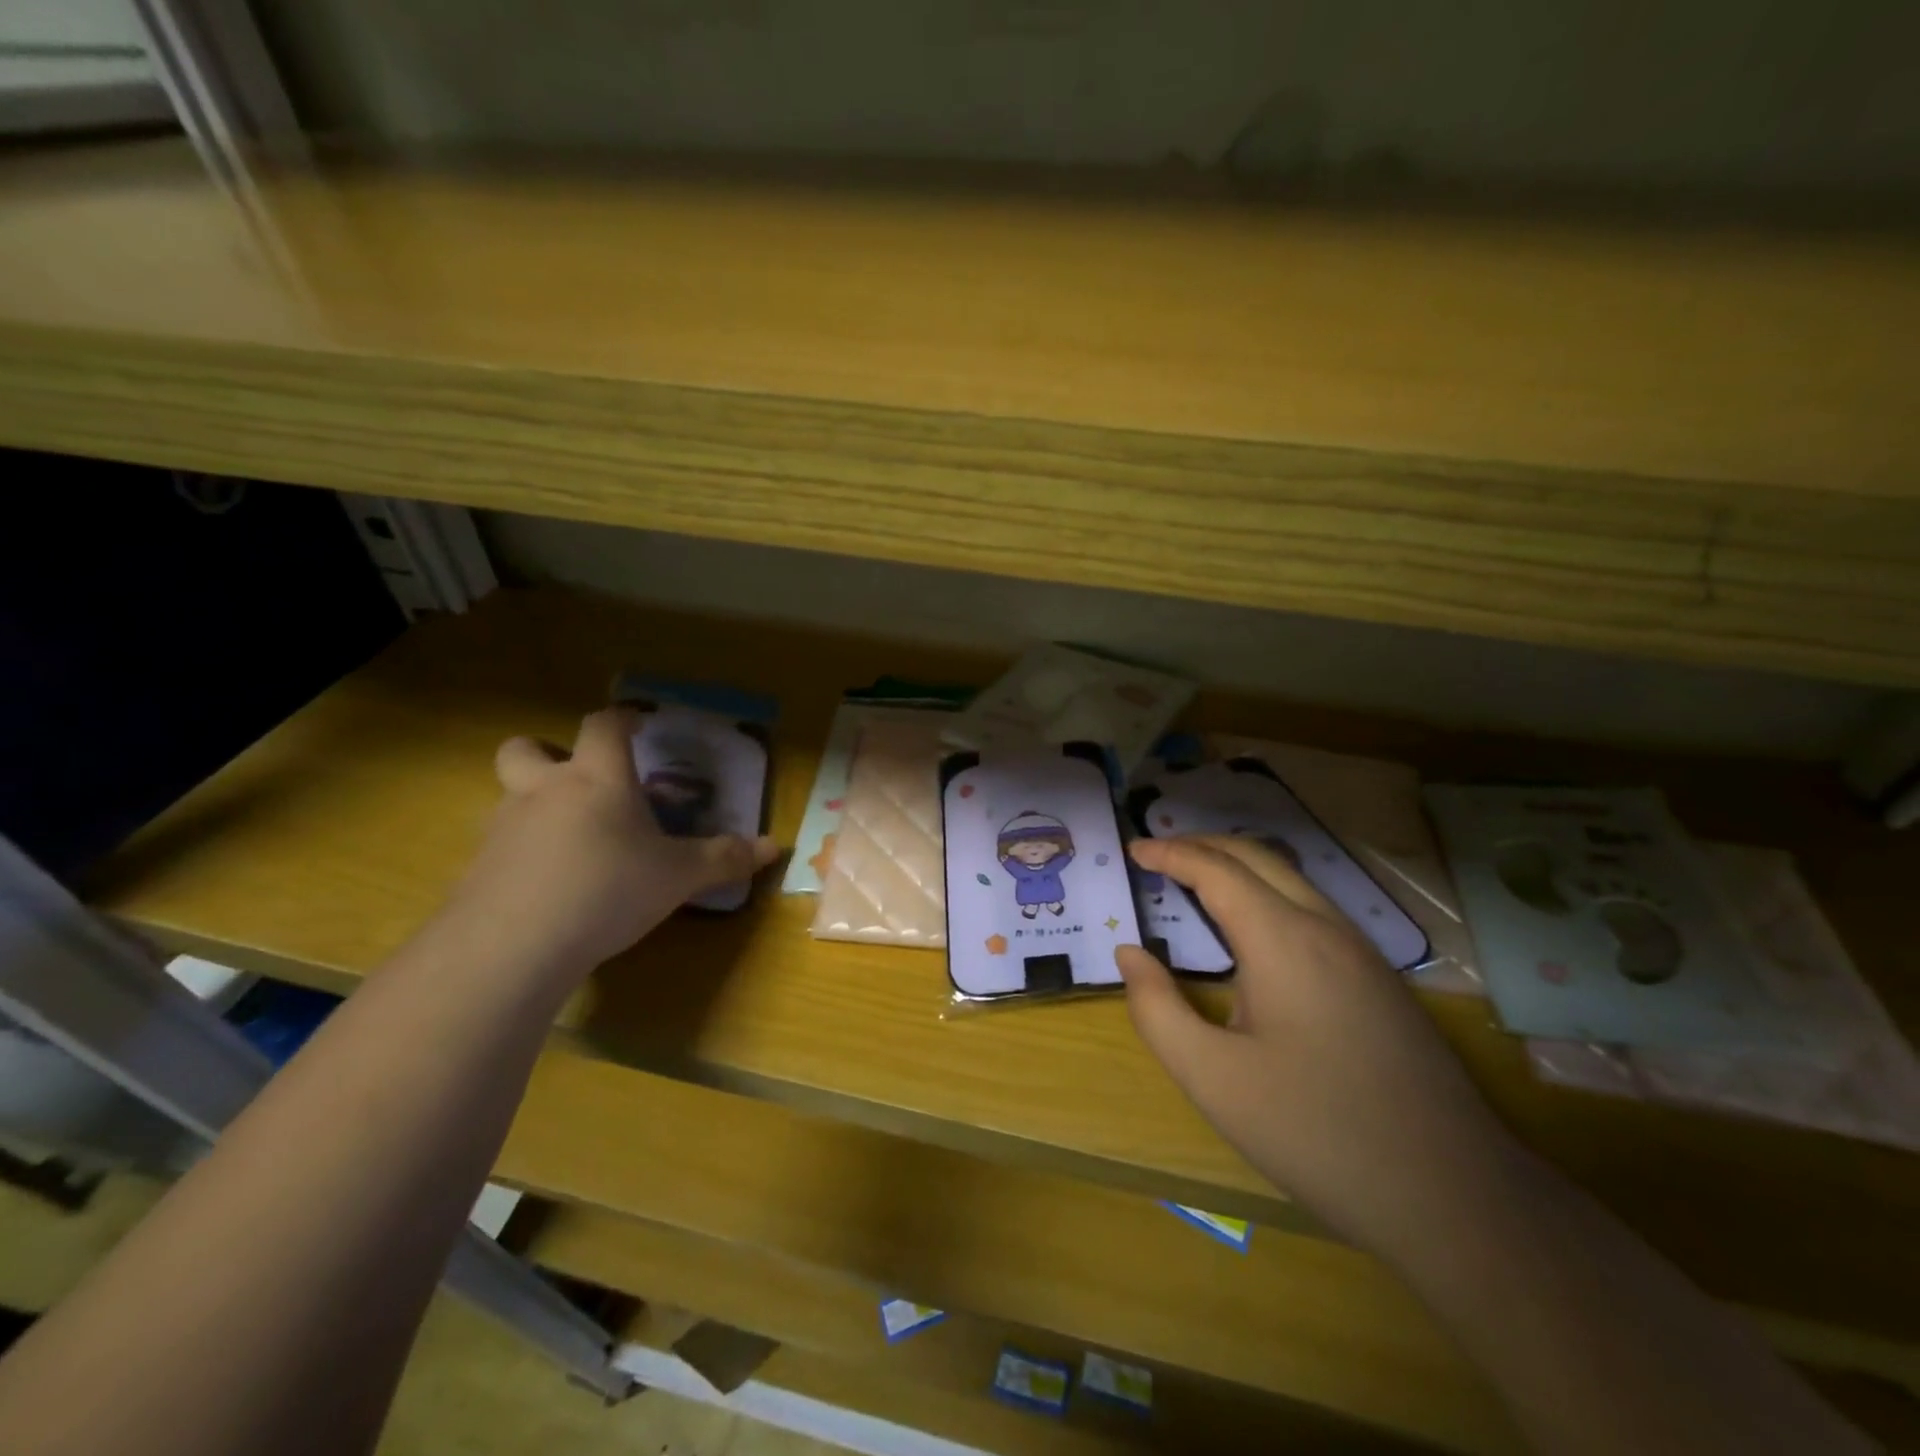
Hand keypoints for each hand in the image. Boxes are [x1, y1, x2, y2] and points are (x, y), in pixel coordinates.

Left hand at [444, 707, 778, 986]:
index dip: (621, 718)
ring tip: (569, 839)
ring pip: (509, 796)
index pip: (603, 725)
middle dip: (547, 752)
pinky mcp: (477, 868)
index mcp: (597, 779)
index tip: (637, 724)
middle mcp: (544, 791)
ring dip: (533, 804)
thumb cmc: (608, 890)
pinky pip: (500, 844)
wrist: (513, 946)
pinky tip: (546, 885)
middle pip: (526, 749)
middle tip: (577, 778)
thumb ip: (724, 858)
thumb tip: (775, 847)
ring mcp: (503, 828)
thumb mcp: (678, 876)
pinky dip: (521, 852)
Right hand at [1116, 835, 1521, 1260]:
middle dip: (1203, 845)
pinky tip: (1255, 933)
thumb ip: (1157, 1009)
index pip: (1216, 869)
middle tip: (1159, 853)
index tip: (1134, 850)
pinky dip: (1268, 895)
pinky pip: (1314, 910)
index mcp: (1282, 939)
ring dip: (1238, 867)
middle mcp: (1325, 927)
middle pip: (1258, 857)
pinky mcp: (1380, 981)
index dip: (1171, 853)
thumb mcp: (1212, 1078)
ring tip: (1197, 881)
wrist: (1455, 1196)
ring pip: (1292, 880)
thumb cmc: (1316, 1131)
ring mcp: (1362, 952)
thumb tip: (1130, 955)